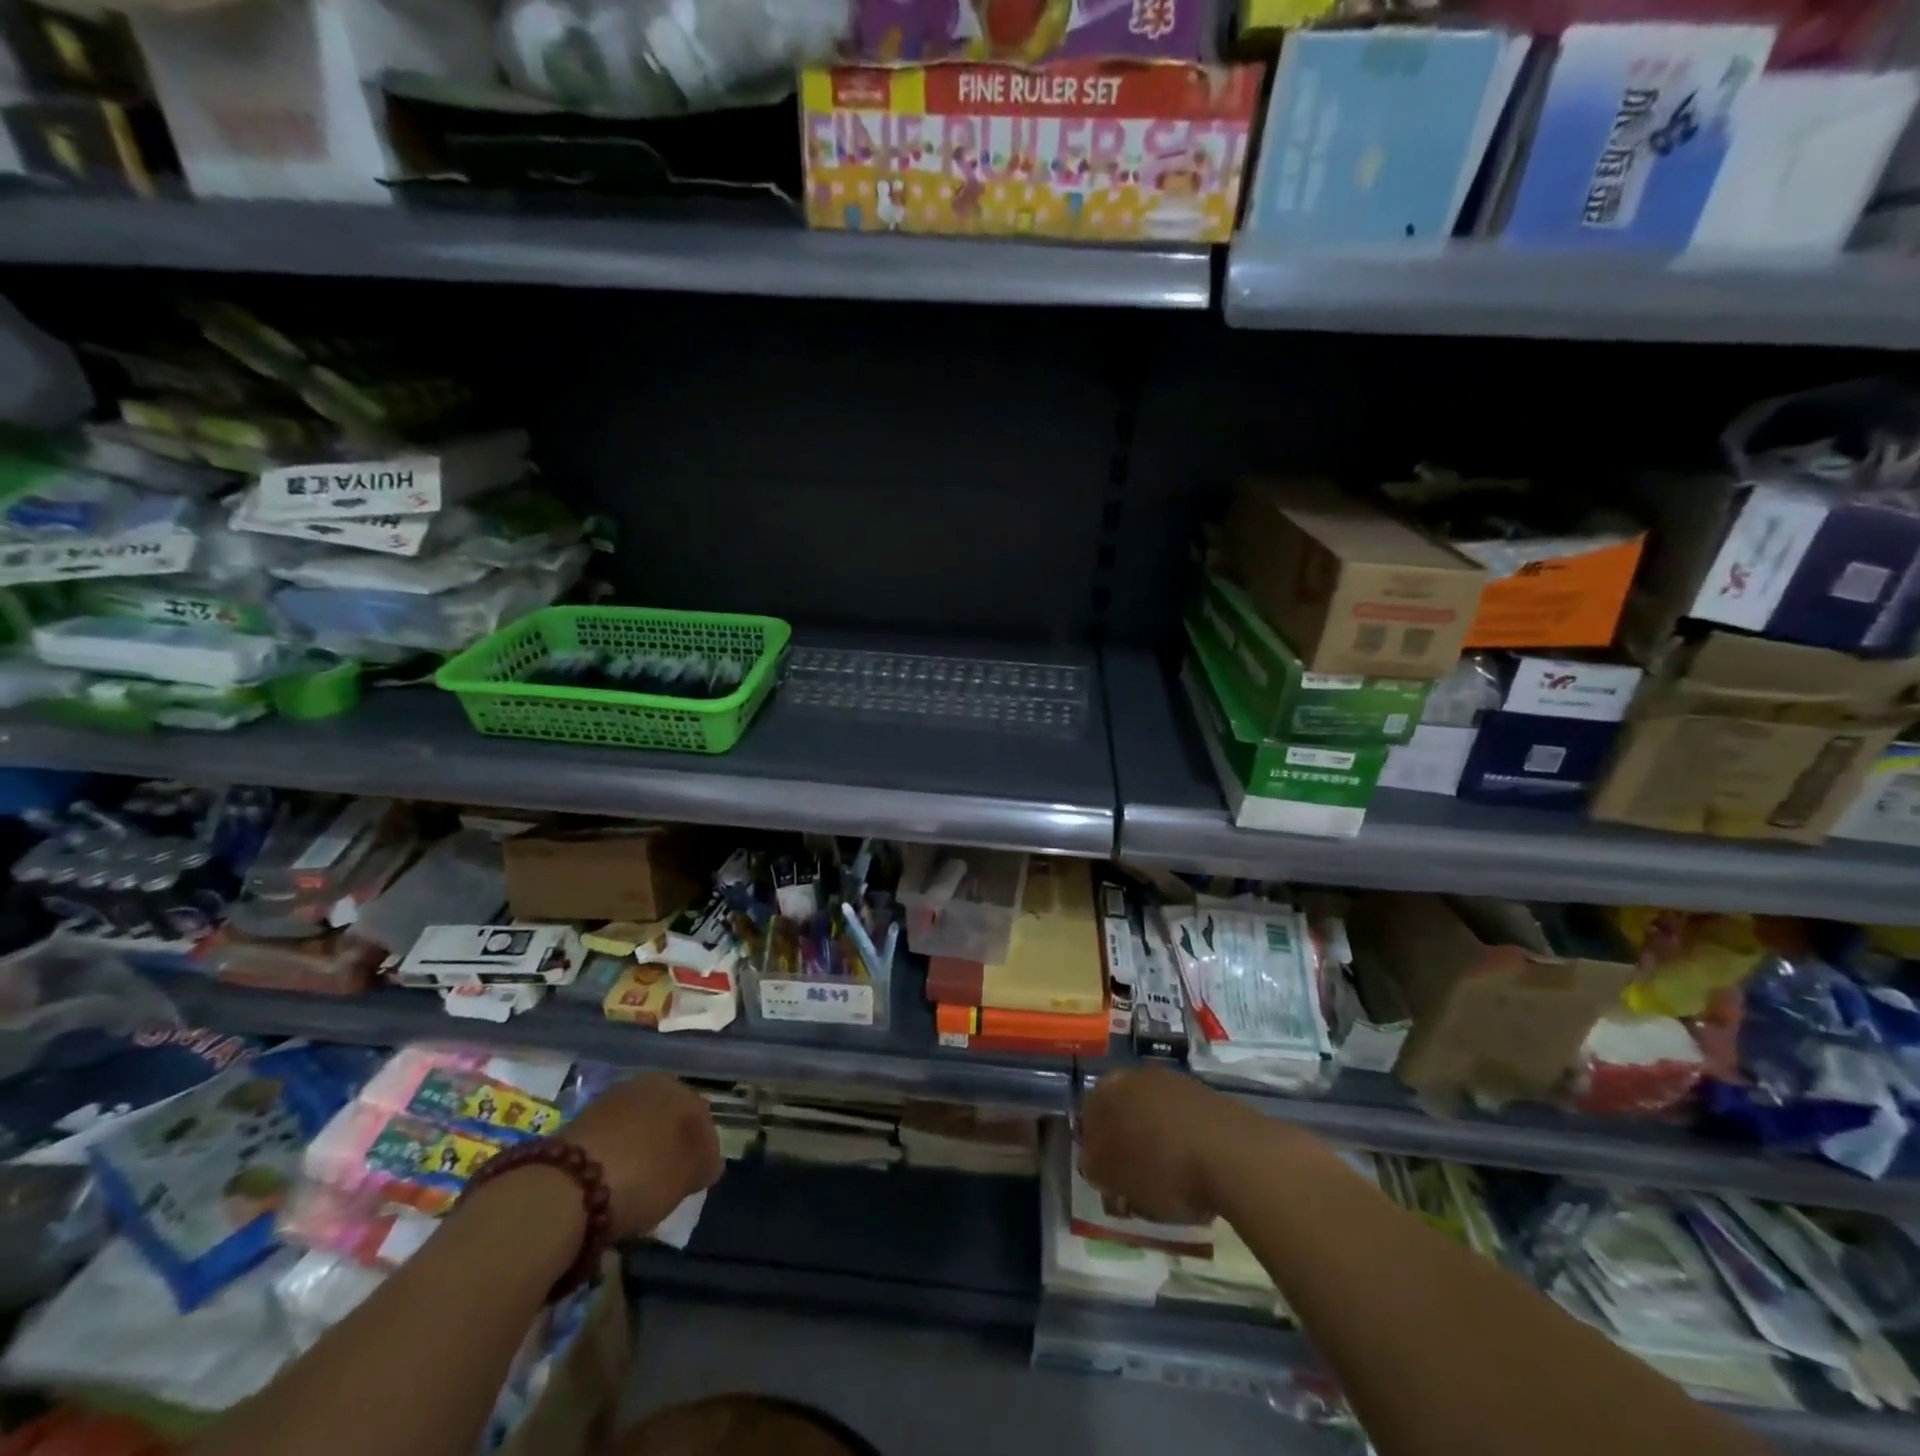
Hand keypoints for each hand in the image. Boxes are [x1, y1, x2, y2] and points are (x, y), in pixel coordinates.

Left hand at [560, 1072, 721, 1239]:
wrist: (564, 1189)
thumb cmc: (643, 1174)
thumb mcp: (688, 1175)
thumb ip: (705, 1164)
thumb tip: (710, 1162)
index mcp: (675, 1088)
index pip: (701, 1116)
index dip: (705, 1149)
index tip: (700, 1179)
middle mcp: (643, 1085)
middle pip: (667, 1119)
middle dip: (672, 1147)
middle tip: (672, 1182)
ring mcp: (607, 1103)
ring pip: (638, 1129)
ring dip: (643, 1152)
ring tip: (641, 1188)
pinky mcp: (577, 1126)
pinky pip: (610, 1142)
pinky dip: (617, 1160)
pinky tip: (614, 1185)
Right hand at [1079, 1066, 1260, 1224]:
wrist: (1234, 1155)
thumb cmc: (1163, 1169)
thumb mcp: (1117, 1180)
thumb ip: (1096, 1168)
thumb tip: (1095, 1162)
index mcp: (1108, 1090)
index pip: (1089, 1117)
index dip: (1095, 1150)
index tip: (1107, 1179)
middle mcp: (1138, 1076)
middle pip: (1123, 1111)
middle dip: (1125, 1142)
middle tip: (1134, 1180)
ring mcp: (1175, 1082)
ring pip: (1154, 1115)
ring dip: (1155, 1141)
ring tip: (1168, 1180)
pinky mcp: (1207, 1096)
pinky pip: (1184, 1121)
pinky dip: (1183, 1142)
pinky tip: (1194, 1169)